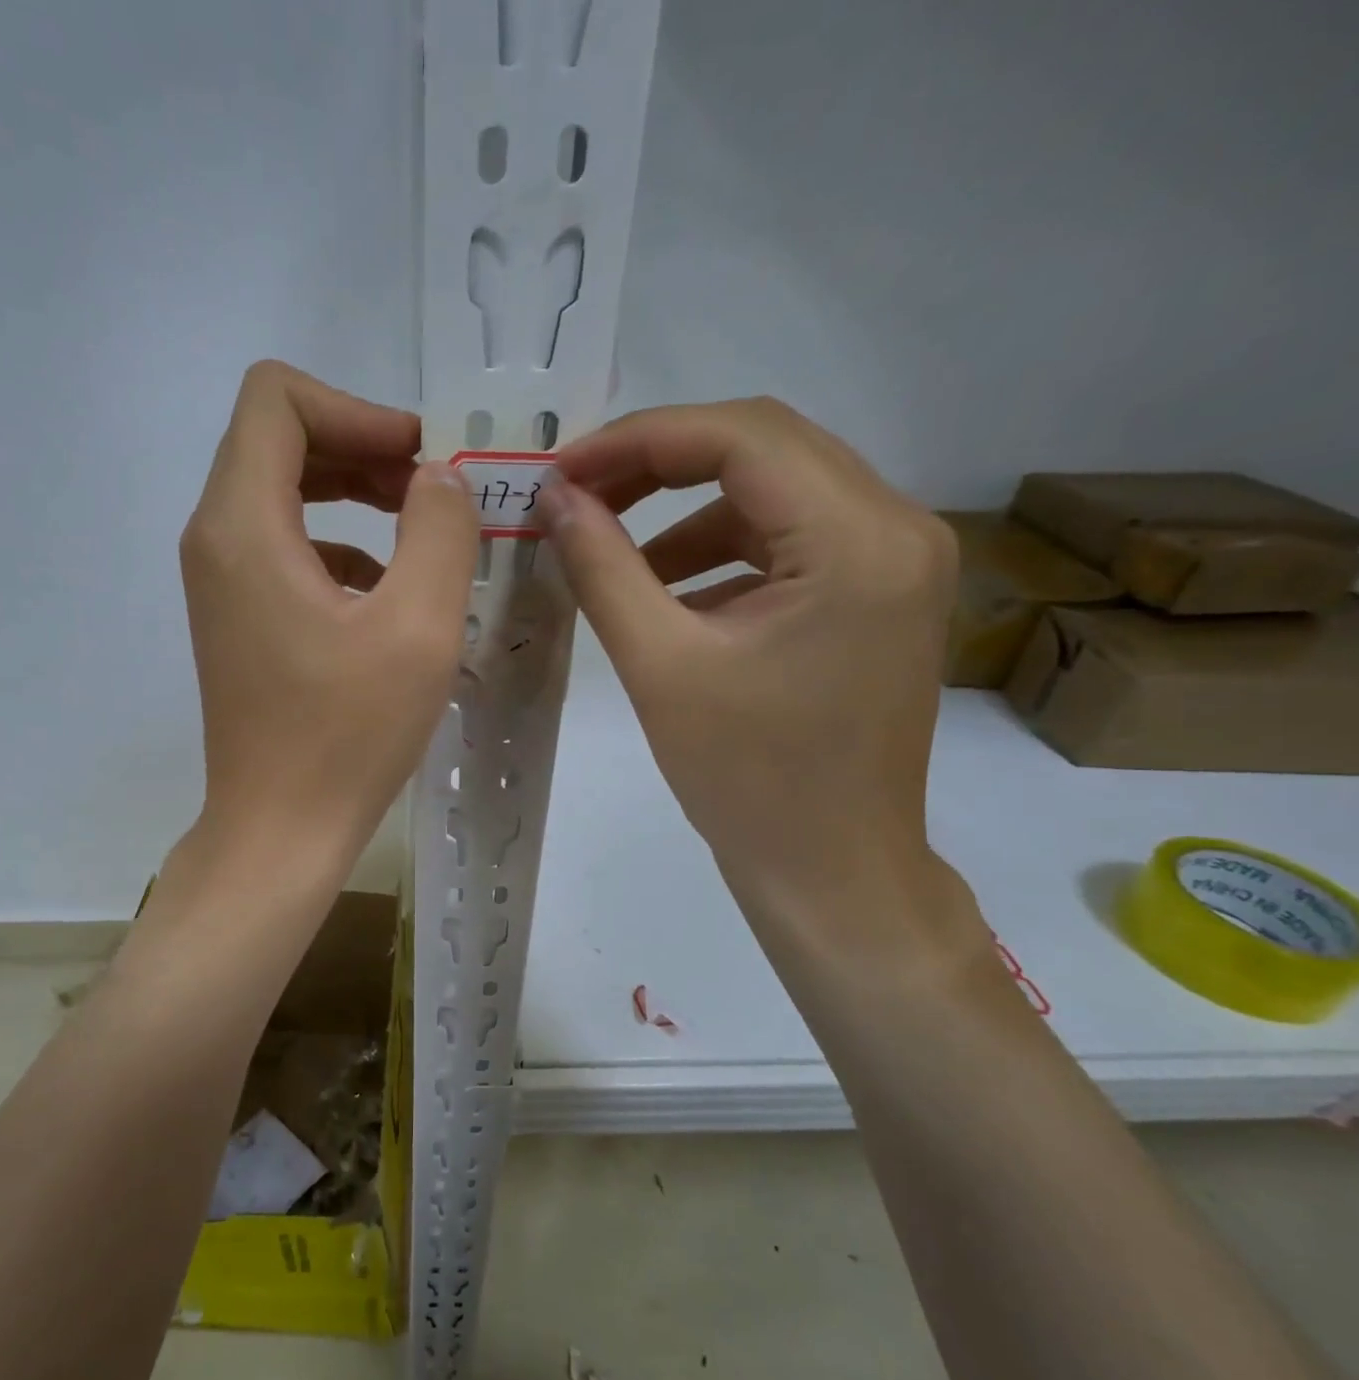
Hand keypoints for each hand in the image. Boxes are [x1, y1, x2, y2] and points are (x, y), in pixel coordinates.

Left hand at [180, 361, 477, 864]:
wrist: (279, 831)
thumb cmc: (347, 736)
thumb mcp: (418, 627)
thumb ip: (439, 529)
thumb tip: (439, 478)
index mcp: (243, 525)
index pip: (276, 399)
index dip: (357, 409)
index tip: (418, 460)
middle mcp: (214, 539)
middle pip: (278, 440)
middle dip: (361, 447)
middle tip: (430, 491)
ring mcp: (220, 581)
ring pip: (282, 492)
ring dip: (353, 493)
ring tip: (420, 532)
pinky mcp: (237, 616)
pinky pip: (284, 546)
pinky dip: (338, 543)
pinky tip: (386, 592)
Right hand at [539, 398, 957, 915]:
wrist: (830, 869)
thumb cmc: (746, 779)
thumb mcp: (659, 664)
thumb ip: (602, 566)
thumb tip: (555, 496)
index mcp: (858, 541)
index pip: (742, 437)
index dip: (639, 439)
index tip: (563, 470)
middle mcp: (898, 527)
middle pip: (764, 449)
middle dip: (658, 464)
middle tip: (578, 496)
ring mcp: (896, 560)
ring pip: (774, 490)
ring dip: (685, 510)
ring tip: (610, 552)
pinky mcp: (878, 592)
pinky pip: (789, 538)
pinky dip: (720, 550)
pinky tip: (666, 591)